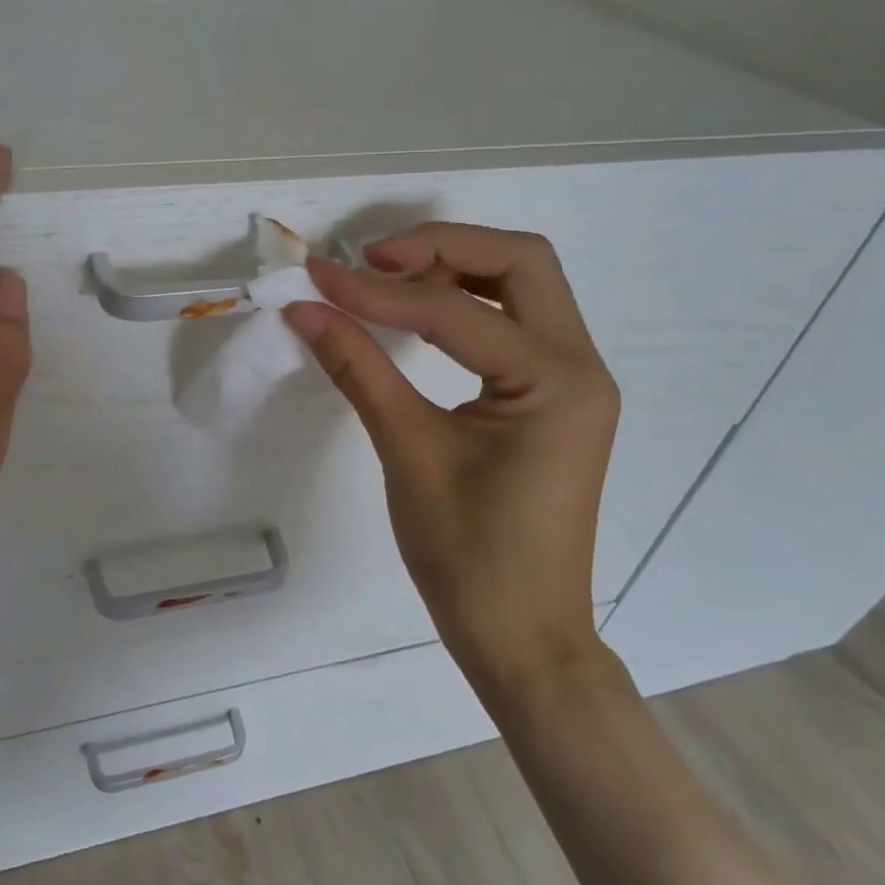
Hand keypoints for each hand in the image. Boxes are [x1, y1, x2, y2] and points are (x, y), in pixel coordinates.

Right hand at [283, 224, 618, 680]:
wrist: (522, 636)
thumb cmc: (469, 556)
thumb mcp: (408, 452)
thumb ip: (357, 368)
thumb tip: (304, 309)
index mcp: (557, 381)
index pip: (455, 311)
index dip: (379, 291)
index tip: (317, 278)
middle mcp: (581, 365)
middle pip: (520, 263)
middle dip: (441, 247)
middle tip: (372, 261)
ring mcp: (573, 380)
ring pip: (521, 287)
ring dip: (455, 270)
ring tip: (386, 281)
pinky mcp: (553, 397)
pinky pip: (513, 325)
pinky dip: (465, 306)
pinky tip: (416, 317)